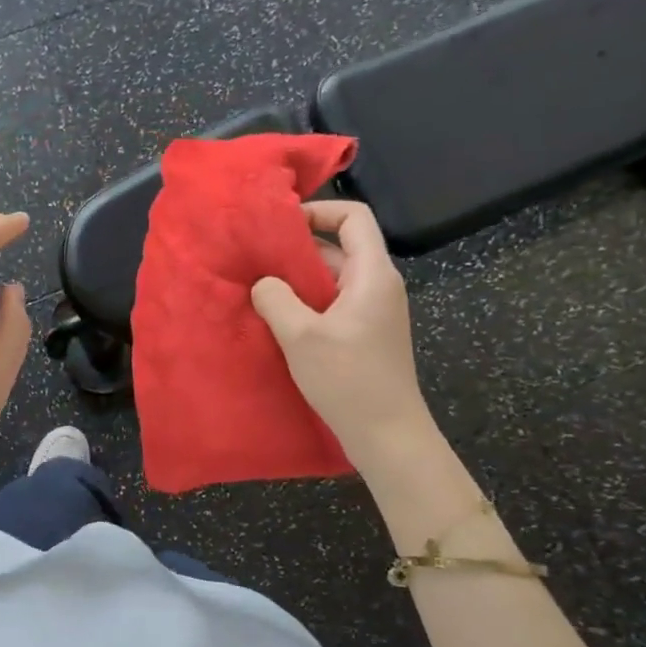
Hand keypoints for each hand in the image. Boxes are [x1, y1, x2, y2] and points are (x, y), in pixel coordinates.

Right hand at [250, 201, 436, 473]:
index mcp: (372, 274)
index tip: (281, 224)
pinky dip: (308, 300)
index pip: (354, 217)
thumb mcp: (301, 336)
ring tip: (261, 286)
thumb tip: (264, 283)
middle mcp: (378, 285)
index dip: (320, 210)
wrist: (387, 435)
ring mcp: (375, 310)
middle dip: (299, 247)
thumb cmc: (348, 380)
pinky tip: (279, 317)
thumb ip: (276, 299)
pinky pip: (334, 302)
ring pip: (334, 276)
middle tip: (258, 256)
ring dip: (299, 277)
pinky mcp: (366, 333)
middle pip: (341, 246)